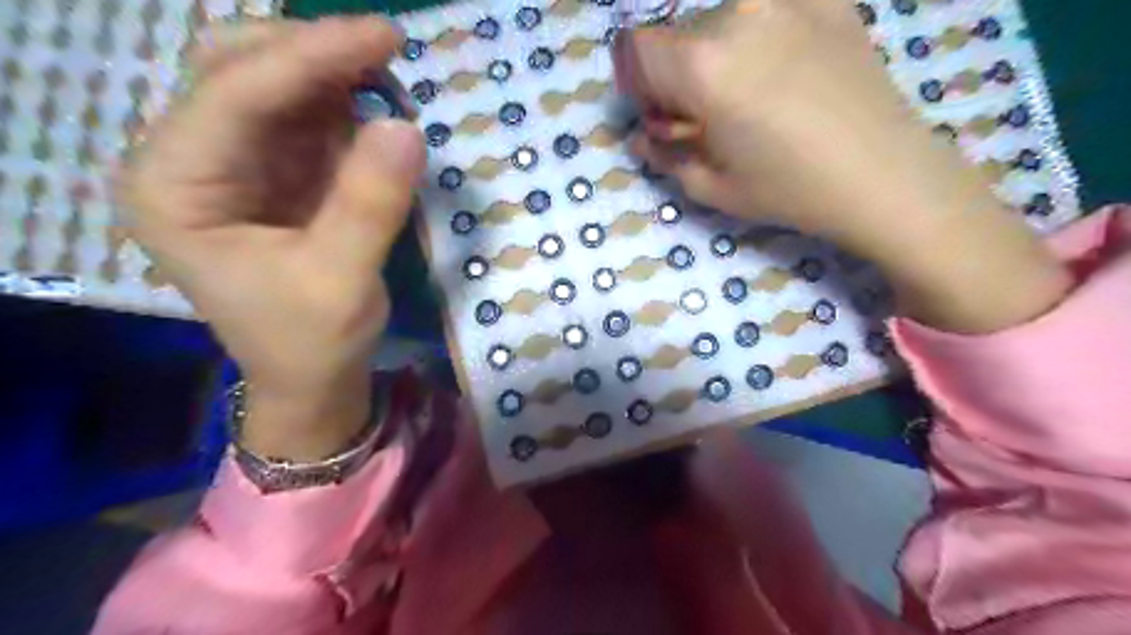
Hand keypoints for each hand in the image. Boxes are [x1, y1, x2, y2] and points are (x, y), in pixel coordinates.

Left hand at [118, 16, 427, 459]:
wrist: (311, 378)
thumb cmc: (312, 341)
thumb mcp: (341, 279)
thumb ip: (369, 203)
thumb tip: (407, 126)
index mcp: (175, 188)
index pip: (234, 94)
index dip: (310, 57)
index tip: (382, 36)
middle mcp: (189, 162)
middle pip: (238, 71)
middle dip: (313, 54)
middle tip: (386, 51)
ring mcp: (232, 165)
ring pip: (274, 88)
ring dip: (333, 77)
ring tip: (390, 83)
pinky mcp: (272, 176)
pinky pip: (305, 122)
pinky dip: (345, 109)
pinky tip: (377, 113)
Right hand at [616, 0, 1066, 335]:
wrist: (885, 175)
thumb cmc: (788, 189)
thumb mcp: (711, 187)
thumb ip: (664, 156)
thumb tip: (643, 138)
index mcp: (702, 64)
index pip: (634, 48)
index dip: (638, 83)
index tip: (660, 113)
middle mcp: (738, 14)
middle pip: (678, 33)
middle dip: (678, 72)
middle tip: (707, 116)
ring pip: (722, 18)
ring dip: (719, 54)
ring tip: (753, 97)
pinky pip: (770, 11)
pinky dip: (762, 37)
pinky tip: (788, 72)